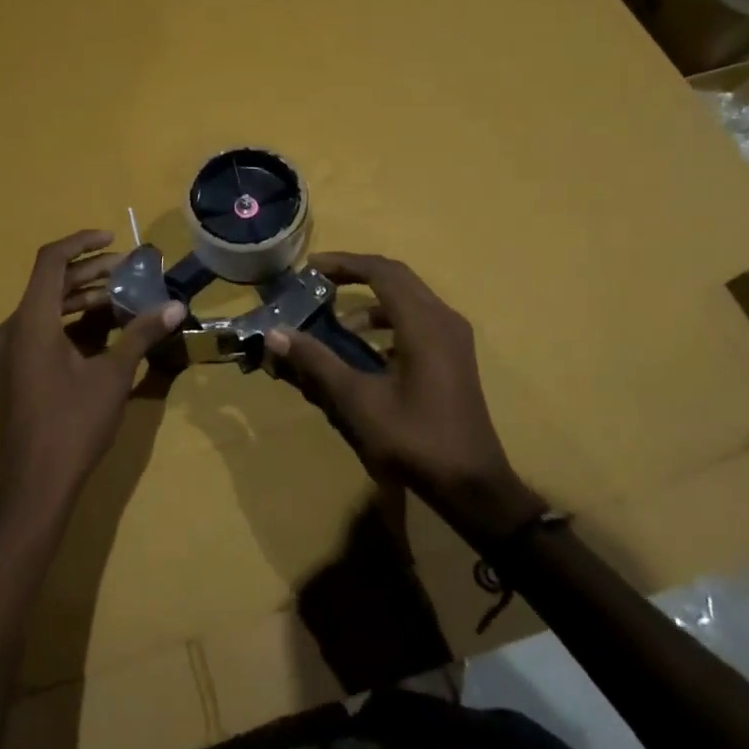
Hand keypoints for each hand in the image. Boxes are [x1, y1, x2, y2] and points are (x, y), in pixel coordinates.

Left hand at [0, 230, 184, 530]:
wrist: (34, 485)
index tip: (114, 239)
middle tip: (128, 271)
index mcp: (31, 321)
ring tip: (122, 299)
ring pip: (46, 308)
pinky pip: (40, 331)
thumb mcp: (113, 376)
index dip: (82, 242)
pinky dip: (70, 323)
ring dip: (82, 299)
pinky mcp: (14, 371)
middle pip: (50, 283)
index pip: (51, 260)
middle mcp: (12, 329)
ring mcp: (9, 352)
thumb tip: (176, 307)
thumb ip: (142, 335)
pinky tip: (102, 332)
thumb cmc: (73, 424)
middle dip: (90, 273)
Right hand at [265, 252, 542, 534]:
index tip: (310, 268)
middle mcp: (444, 320)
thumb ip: (317, 362)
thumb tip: (276, 334)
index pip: (381, 272)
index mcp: (424, 324)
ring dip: (372, 302)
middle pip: (397, 278)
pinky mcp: (454, 357)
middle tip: (319, 282)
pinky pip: (418, 321)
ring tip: (338, 324)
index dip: (344, 263)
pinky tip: (368, 351)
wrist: (472, 484)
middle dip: (356, 275)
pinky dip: (389, 323)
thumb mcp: (357, 401)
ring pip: (409, 300)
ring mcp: (454, 339)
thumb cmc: (414, 439)